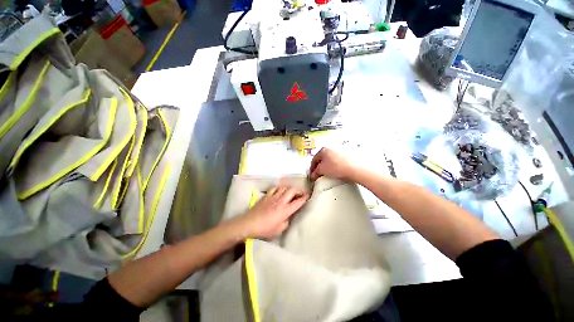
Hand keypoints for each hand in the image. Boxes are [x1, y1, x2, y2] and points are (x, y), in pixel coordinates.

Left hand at [232, 186, 308, 239]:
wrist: (249, 224)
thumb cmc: (265, 229)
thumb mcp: (279, 229)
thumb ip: (286, 221)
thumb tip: (289, 216)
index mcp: (285, 210)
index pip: (298, 202)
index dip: (305, 198)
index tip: (309, 195)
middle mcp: (281, 201)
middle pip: (292, 190)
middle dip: (299, 190)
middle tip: (302, 193)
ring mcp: (273, 197)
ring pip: (284, 187)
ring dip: (289, 188)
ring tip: (291, 192)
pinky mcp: (266, 196)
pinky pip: (275, 188)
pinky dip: (280, 188)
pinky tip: (280, 190)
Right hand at [309, 148, 356, 180]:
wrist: (354, 168)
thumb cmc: (337, 166)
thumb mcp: (322, 170)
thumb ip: (315, 172)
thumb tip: (313, 175)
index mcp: (323, 149)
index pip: (314, 159)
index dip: (312, 168)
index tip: (312, 174)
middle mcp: (331, 148)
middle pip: (322, 158)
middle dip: (319, 166)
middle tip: (318, 174)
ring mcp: (339, 150)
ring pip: (329, 159)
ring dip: (327, 166)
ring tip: (327, 173)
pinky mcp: (346, 154)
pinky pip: (337, 160)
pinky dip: (334, 165)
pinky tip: (336, 171)